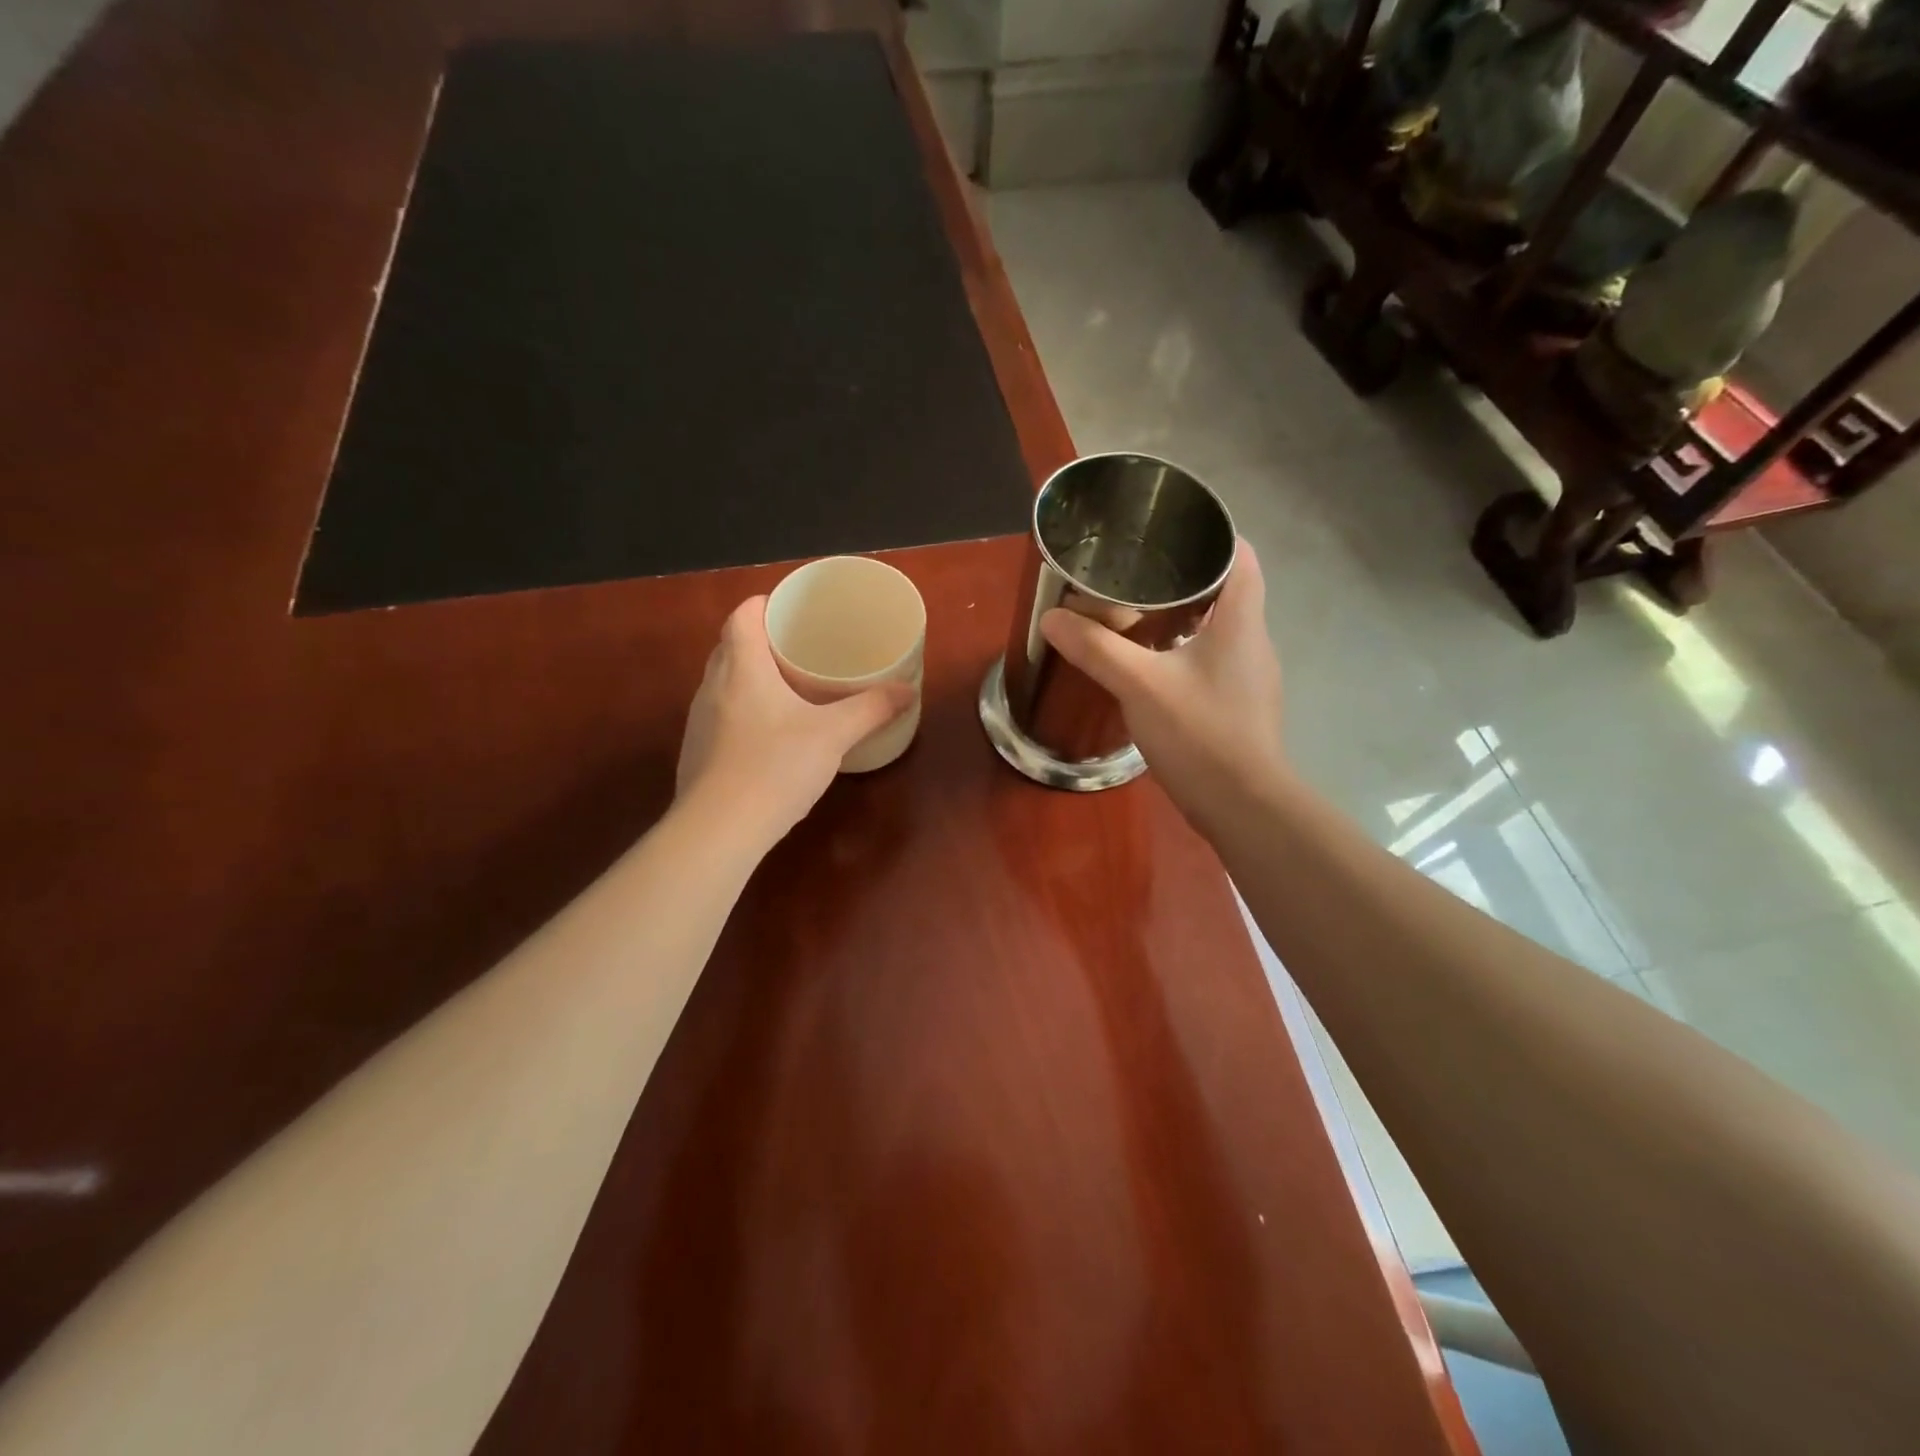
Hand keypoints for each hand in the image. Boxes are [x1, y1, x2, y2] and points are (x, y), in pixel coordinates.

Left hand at [676, 596, 913, 842]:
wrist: (719, 829)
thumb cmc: (776, 767)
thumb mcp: (833, 735)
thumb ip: (871, 709)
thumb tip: (908, 691)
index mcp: (742, 669)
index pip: (741, 616)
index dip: (762, 604)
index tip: (788, 609)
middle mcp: (712, 687)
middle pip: (730, 646)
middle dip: (759, 640)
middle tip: (797, 647)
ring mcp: (700, 721)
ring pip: (723, 683)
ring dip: (749, 677)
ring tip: (786, 686)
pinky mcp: (697, 752)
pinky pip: (720, 715)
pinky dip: (742, 711)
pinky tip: (768, 735)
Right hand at [1041, 539, 1285, 832]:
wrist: (1243, 805)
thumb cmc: (1200, 732)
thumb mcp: (1140, 685)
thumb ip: (1096, 648)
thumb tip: (1052, 619)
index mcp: (1241, 621)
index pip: (1240, 555)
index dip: (1211, 536)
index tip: (1169, 531)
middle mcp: (1253, 641)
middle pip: (1227, 590)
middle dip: (1185, 576)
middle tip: (1136, 572)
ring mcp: (1249, 677)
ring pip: (1218, 629)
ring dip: (1183, 616)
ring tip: (1135, 613)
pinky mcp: (1239, 705)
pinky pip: (1212, 661)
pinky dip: (1183, 651)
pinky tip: (1150, 666)